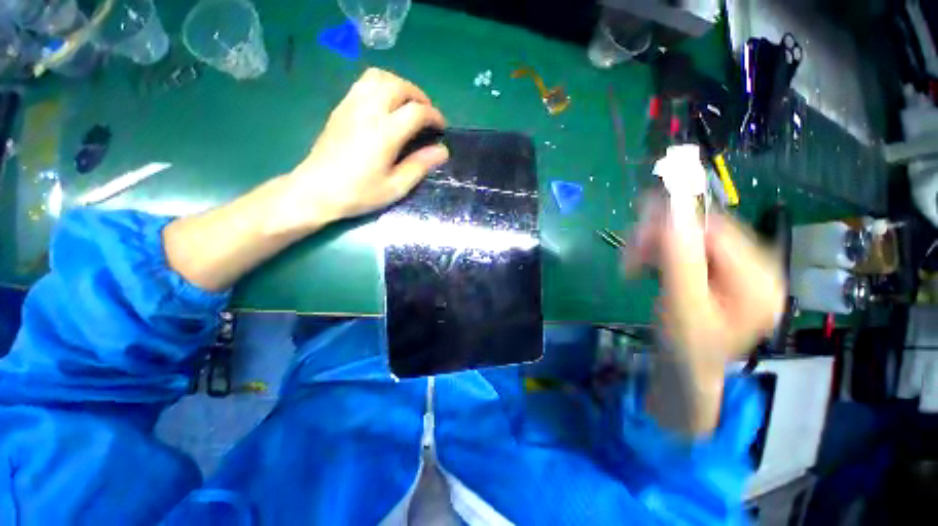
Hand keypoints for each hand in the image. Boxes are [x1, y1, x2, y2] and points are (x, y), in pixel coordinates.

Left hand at [277, 68, 448, 231]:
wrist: (316, 190)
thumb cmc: (359, 193)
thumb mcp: (395, 187)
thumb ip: (420, 166)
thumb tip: (442, 151)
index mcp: (385, 132)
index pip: (417, 111)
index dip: (434, 116)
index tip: (441, 128)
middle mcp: (369, 111)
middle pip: (400, 86)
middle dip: (420, 96)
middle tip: (427, 114)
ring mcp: (351, 105)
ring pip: (380, 77)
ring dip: (400, 86)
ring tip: (408, 105)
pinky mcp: (341, 107)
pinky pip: (364, 83)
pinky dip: (382, 85)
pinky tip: (385, 104)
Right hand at [626, 197, 785, 372]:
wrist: (688, 365)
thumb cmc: (687, 346)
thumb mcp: (683, 307)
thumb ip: (680, 261)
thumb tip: (671, 214)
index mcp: (759, 281)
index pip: (718, 232)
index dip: (674, 224)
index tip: (636, 232)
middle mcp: (759, 267)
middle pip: (706, 230)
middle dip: (661, 237)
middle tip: (630, 252)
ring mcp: (741, 267)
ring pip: (693, 235)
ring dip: (657, 243)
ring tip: (634, 262)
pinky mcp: (723, 268)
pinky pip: (689, 246)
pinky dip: (663, 250)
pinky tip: (649, 262)